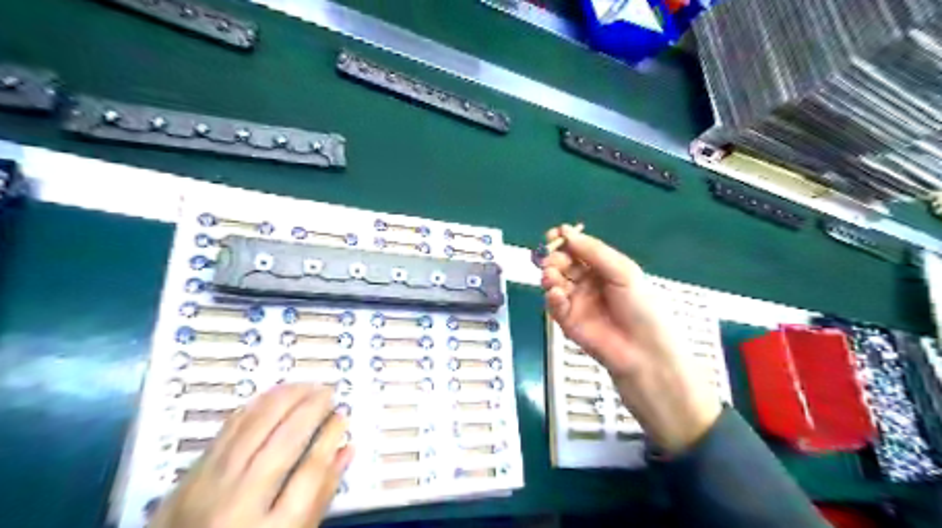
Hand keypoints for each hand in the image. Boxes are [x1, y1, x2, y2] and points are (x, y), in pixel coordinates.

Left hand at [148, 383, 352, 527]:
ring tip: (306, 385)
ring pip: (256, 426)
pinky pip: (229, 428)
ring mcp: (212, 484)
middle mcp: (241, 501)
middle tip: (329, 392)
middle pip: (285, 440)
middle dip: (312, 408)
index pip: (312, 469)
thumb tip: (346, 449)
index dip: (330, 436)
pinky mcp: (192, 473)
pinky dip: (255, 406)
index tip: (342, 415)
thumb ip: (321, 496)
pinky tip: (272, 397)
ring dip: (285, 398)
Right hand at [541, 223, 719, 452]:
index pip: (577, 249)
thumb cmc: (641, 308)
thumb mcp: (622, 271)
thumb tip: (565, 231)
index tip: (553, 235)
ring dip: (550, 275)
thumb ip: (592, 251)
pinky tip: (557, 294)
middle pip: (562, 263)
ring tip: (552, 276)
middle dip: (554, 258)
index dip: (564, 241)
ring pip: (554, 282)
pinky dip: (552, 297)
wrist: (644, 352)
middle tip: (552, 260)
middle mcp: (587, 282)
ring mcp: (576, 301)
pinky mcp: (567, 321)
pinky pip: (554, 305)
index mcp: (603, 268)